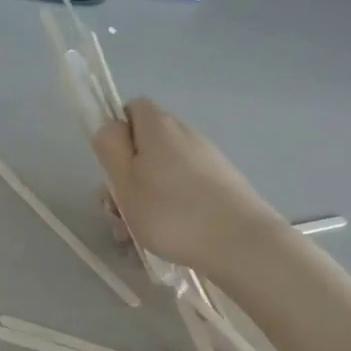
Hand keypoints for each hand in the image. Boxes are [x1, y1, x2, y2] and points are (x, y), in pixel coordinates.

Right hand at [92, 99, 285, 276]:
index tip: (110, 167)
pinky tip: (163, 238)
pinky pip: (183, 188)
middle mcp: (185, 134)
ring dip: (143, 199)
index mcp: (159, 126)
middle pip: (145, 145)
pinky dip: (168, 207)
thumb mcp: (125, 180)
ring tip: (134, 234)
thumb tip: (110, 127)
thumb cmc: (171, 211)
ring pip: (162, 172)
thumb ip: (110, 147)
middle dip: (125, 177)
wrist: (240, 242)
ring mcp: (207, 160)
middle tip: (115, 211)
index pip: (132, 109)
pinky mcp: (221, 184)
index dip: (116, 134)